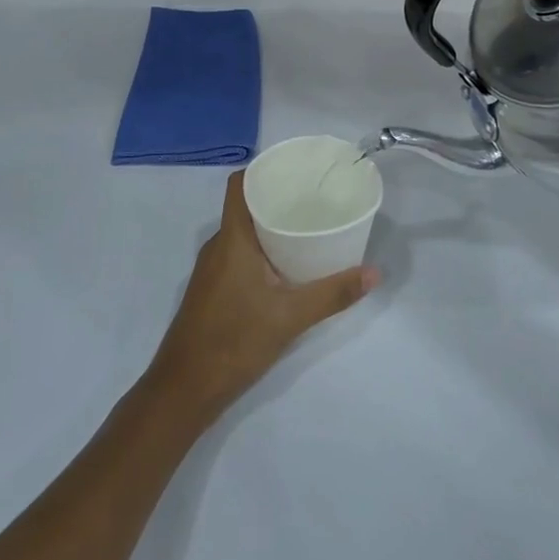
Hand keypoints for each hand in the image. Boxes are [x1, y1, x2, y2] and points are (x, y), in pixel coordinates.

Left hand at [147, 171, 377, 423]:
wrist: (185, 388)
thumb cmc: (234, 340)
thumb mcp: (291, 317)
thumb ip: (332, 294)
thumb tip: (374, 273)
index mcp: (232, 238)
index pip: (239, 185)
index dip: (262, 170)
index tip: (294, 170)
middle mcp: (218, 245)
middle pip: (245, 207)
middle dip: (276, 198)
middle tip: (313, 199)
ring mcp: (211, 269)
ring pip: (242, 233)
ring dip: (269, 226)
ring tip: (305, 228)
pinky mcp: (212, 289)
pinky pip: (237, 254)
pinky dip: (260, 250)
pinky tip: (285, 266)